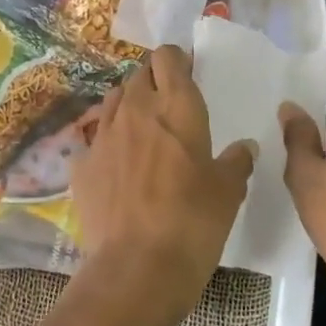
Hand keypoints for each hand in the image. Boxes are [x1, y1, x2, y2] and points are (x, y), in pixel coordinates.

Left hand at [28, 45, 255, 325]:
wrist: (136, 268)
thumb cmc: (193, 223)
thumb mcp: (228, 192)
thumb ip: (236, 162)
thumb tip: (244, 147)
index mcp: (176, 107)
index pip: (168, 57)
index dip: (178, 61)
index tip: (188, 76)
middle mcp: (136, 110)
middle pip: (139, 74)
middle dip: (154, 81)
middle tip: (170, 106)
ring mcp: (103, 135)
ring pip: (114, 99)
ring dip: (129, 105)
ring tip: (143, 130)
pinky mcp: (81, 163)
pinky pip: (94, 138)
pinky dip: (108, 142)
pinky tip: (117, 166)